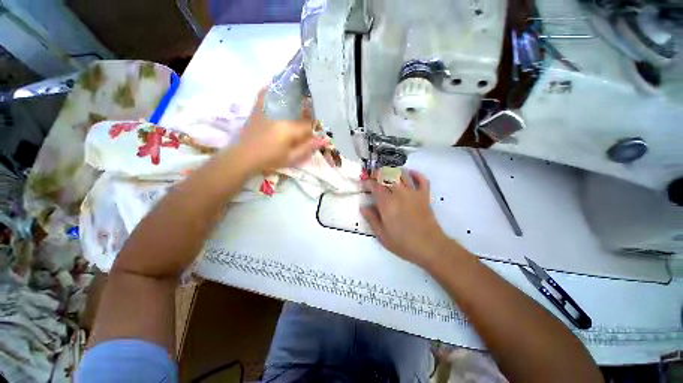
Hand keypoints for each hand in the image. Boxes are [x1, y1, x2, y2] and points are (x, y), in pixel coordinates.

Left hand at [236, 88, 323, 172]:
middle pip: (299, 109)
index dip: (315, 127)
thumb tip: (324, 140)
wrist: (245, 156)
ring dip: (295, 97)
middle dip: (308, 111)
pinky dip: (272, 89)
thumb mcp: (291, 157)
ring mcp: (267, 109)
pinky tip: (278, 86)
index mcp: (289, 128)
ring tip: (301, 96)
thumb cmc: (270, 159)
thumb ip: (308, 147)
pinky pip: (266, 94)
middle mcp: (280, 114)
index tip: (318, 129)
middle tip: (312, 114)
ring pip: (285, 98)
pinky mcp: (258, 108)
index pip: (308, 124)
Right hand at [361, 170, 457, 268]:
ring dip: (393, 172)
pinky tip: (409, 173)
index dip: (367, 182)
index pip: (375, 186)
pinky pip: (422, 180)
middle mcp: (399, 193)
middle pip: (388, 176)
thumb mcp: (382, 235)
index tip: (363, 184)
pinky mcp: (425, 196)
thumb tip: (363, 207)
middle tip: (373, 178)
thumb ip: (371, 219)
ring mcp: (413, 193)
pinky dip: (416, 174)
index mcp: (387, 203)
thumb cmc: (403, 243)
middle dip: (378, 174)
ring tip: (387, 175)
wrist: (430, 247)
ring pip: (402, 174)